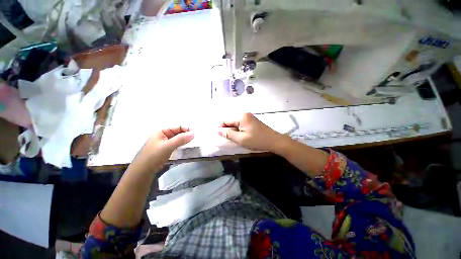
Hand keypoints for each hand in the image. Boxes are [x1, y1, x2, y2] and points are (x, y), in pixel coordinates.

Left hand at [134, 126, 193, 168]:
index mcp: (162, 131)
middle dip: (187, 135)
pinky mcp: (167, 149)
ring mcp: (165, 142)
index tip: (195, 135)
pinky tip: (187, 148)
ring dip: (185, 141)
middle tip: (196, 140)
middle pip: (179, 132)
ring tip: (193, 144)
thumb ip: (181, 139)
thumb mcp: (167, 146)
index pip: (178, 127)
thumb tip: (194, 133)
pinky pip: (177, 145)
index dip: (187, 129)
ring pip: (178, 139)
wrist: (143, 171)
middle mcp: (164, 135)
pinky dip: (182, 145)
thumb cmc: (153, 156)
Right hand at [217, 113, 285, 151]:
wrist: (274, 141)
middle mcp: (244, 114)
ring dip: (233, 130)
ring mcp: (249, 116)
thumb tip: (217, 130)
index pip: (226, 120)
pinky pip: (241, 123)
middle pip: (230, 120)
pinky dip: (239, 129)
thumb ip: (228, 134)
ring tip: (235, 138)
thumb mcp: (241, 139)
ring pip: (235, 122)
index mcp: (241, 116)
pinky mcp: (252, 120)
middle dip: (228, 129)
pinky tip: (241, 135)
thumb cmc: (257, 141)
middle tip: (229, 139)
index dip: (221, 128)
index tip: (221, 136)